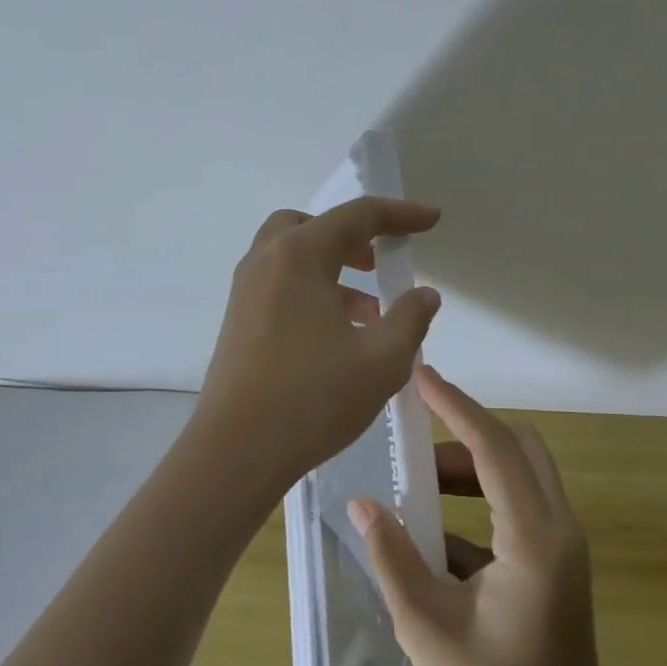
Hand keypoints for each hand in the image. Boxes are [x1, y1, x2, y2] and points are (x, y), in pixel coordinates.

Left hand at [192, 197, 443, 491]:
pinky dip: (312, 291)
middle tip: (379, 261)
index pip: (357, 216)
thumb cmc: (312, 398)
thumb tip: (424, 295)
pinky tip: (338, 336)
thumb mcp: (382, 360)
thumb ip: (410, 318)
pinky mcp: (238, 322)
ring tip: (370, 311)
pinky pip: (279, 286)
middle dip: (351, 236)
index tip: (431, 219)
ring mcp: (245, 293)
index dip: (400, 214)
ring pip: (292, 258)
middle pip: (311, 226)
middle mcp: (265, 262)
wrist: (236, 451)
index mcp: (299, 256)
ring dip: (332, 268)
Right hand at [349, 366, 621, 665]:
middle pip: (519, 446)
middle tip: (415, 434)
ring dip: (472, 467)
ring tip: (417, 484)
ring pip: (521, 474)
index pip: (494, 446)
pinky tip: (434, 534)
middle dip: (467, 430)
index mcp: (532, 537)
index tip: (420, 376)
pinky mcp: (555, 565)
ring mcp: (561, 546)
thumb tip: (363, 504)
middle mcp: (557, 528)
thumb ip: (394, 558)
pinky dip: (480, 500)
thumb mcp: (429, 629)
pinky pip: (518, 507)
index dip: (455, 406)